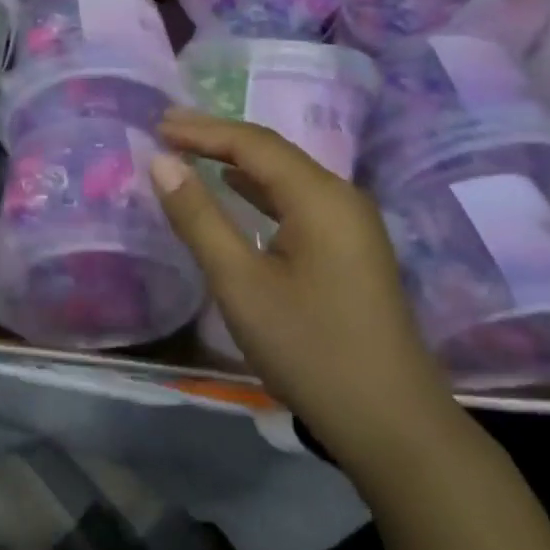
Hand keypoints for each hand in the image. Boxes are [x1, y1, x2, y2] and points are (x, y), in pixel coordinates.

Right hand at [150, 107, 461, 471]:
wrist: (392, 425)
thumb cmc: (310, 349)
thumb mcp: (240, 283)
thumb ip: (199, 217)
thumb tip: (161, 162)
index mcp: (320, 196)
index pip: (253, 142)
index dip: (202, 130)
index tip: (156, 125)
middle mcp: (341, 196)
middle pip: (272, 152)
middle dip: (217, 138)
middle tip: (167, 131)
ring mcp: (351, 223)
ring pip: (285, 175)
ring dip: (236, 161)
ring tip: (190, 151)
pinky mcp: (351, 248)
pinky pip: (297, 200)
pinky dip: (258, 190)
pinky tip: (237, 191)